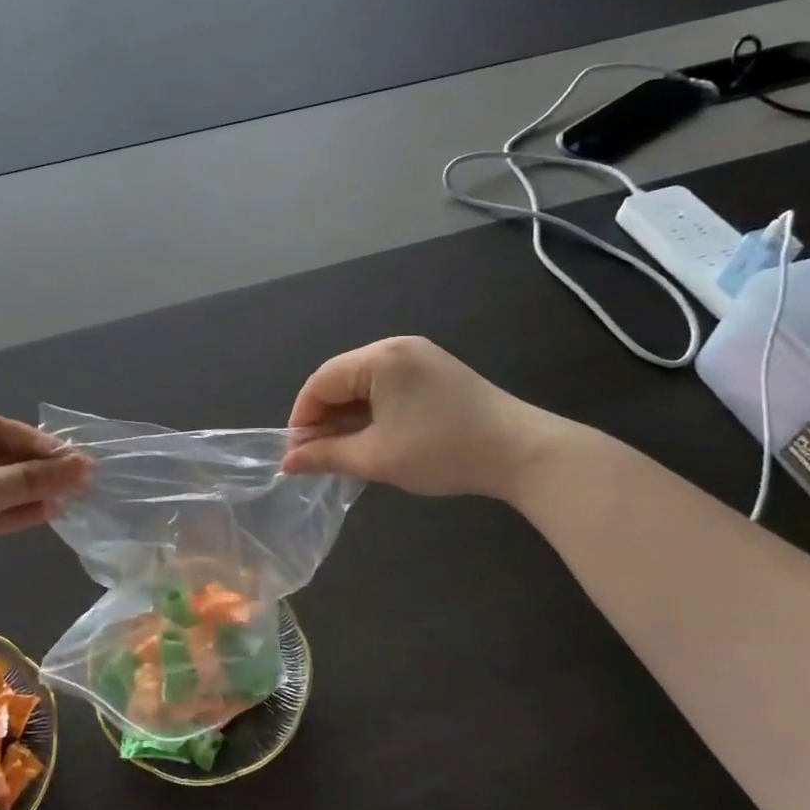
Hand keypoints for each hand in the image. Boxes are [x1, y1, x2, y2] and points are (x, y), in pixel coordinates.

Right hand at [281, 337, 569, 498]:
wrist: (522, 453)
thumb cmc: (443, 452)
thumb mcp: (377, 458)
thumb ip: (326, 456)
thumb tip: (287, 462)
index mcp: (380, 358)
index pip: (321, 381)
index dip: (302, 417)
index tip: (296, 452)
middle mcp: (397, 347)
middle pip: (342, 378)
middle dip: (325, 416)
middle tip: (319, 454)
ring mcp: (420, 356)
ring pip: (365, 382)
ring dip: (349, 414)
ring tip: (344, 449)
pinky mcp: (437, 370)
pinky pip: (388, 385)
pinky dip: (373, 409)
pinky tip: (374, 435)